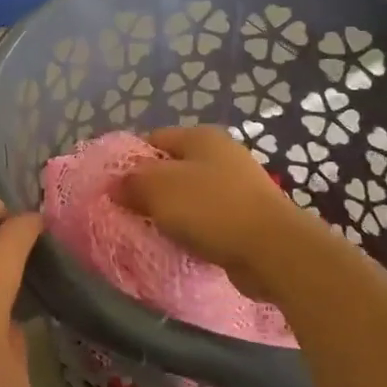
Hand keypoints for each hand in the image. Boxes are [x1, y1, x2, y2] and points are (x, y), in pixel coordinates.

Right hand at [118, 126, 318, 294]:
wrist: (272, 249)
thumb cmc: (211, 209)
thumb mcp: (158, 188)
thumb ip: (131, 182)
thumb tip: (115, 184)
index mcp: (201, 136)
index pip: (153, 138)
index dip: (130, 160)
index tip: (114, 187)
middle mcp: (222, 153)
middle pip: (172, 167)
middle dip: (150, 189)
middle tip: (130, 212)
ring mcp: (239, 184)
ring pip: (191, 194)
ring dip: (172, 212)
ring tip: (153, 231)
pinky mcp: (248, 215)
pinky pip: (209, 218)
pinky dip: (194, 229)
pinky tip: (183, 244)